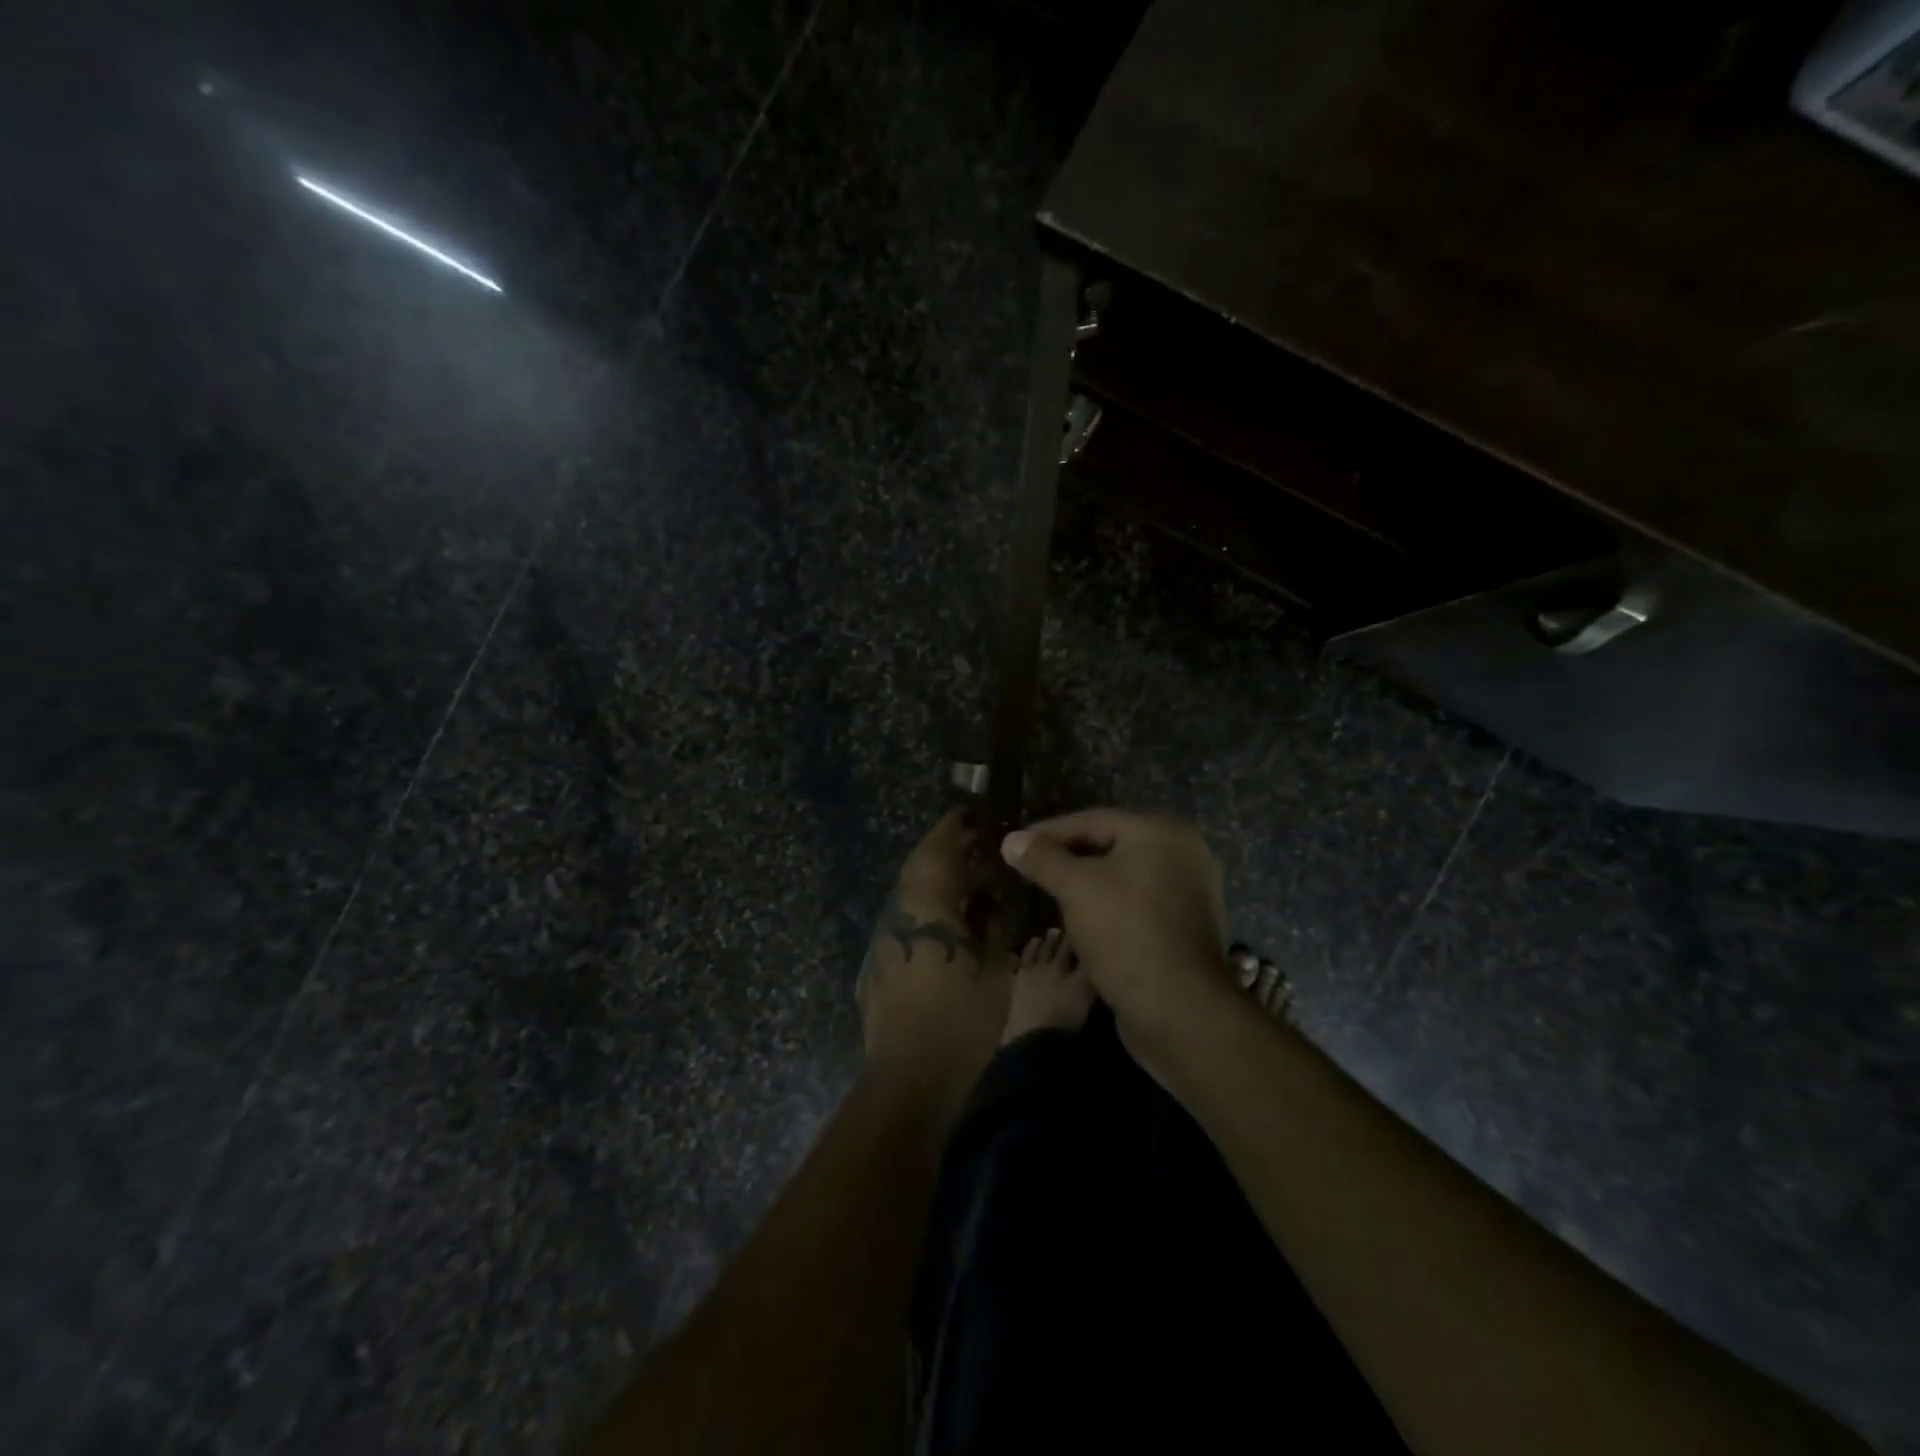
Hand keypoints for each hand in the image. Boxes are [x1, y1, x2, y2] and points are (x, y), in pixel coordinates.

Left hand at [858, 811, 1010, 1122]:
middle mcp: (896, 916)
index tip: (973, 815)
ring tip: (968, 884)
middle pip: (918, 869)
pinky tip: (947, 929)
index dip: (954, 828)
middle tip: (975, 845)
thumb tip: (989, 900)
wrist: (910, 1081)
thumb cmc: (961, 1021)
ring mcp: (881, 942)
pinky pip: (903, 925)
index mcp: (925, 907)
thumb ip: (993, 926)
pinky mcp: (876, 968)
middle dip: (945, 852)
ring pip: (909, 898)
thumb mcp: (995, 970)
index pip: (937, 849)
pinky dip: (926, 915)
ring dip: (936, 884)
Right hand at [1000, 809, 1232, 1071]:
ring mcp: (1189, 891)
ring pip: (1123, 876)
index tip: (1015, 845)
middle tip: (1030, 867)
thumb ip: (1043, 859)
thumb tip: (1011, 840)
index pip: (1093, 820)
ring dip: (1086, 882)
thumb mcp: (1076, 888)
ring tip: (1050, 892)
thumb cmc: (1126, 933)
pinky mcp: (1185, 925)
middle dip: (1067, 857)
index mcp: (1163, 832)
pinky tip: (1084, 918)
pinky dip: (1109, 904)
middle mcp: (1183, 854)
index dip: (1049, 832)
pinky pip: (1137, 901)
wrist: (1179, 1009)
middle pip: (1111, 845)